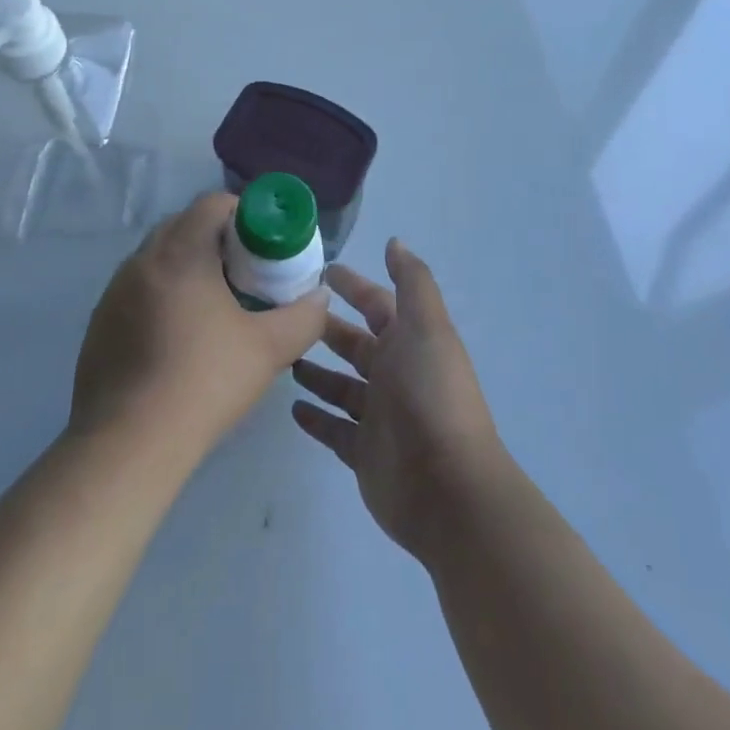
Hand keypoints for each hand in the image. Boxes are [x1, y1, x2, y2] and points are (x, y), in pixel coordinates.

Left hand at [70, 193, 328, 461]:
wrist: (128, 444)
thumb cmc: (204, 382)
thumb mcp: (269, 349)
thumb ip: (304, 317)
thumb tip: (321, 296)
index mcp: (180, 252)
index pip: (212, 203)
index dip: (243, 213)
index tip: (263, 244)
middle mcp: (142, 259)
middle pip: (184, 225)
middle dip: (217, 239)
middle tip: (245, 273)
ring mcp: (114, 290)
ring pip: (158, 257)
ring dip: (187, 266)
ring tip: (213, 306)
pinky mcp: (100, 320)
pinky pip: (138, 288)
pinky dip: (161, 294)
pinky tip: (177, 337)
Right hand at [291, 239, 506, 562]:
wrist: (447, 487)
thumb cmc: (431, 394)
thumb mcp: (426, 325)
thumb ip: (411, 281)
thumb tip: (394, 242)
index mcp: (409, 341)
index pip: (376, 304)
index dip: (353, 286)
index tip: (320, 271)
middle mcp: (394, 373)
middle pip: (354, 344)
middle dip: (326, 327)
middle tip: (285, 314)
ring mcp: (378, 416)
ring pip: (341, 385)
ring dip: (316, 372)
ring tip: (282, 357)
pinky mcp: (363, 453)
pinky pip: (333, 429)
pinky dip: (315, 418)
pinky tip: (291, 407)